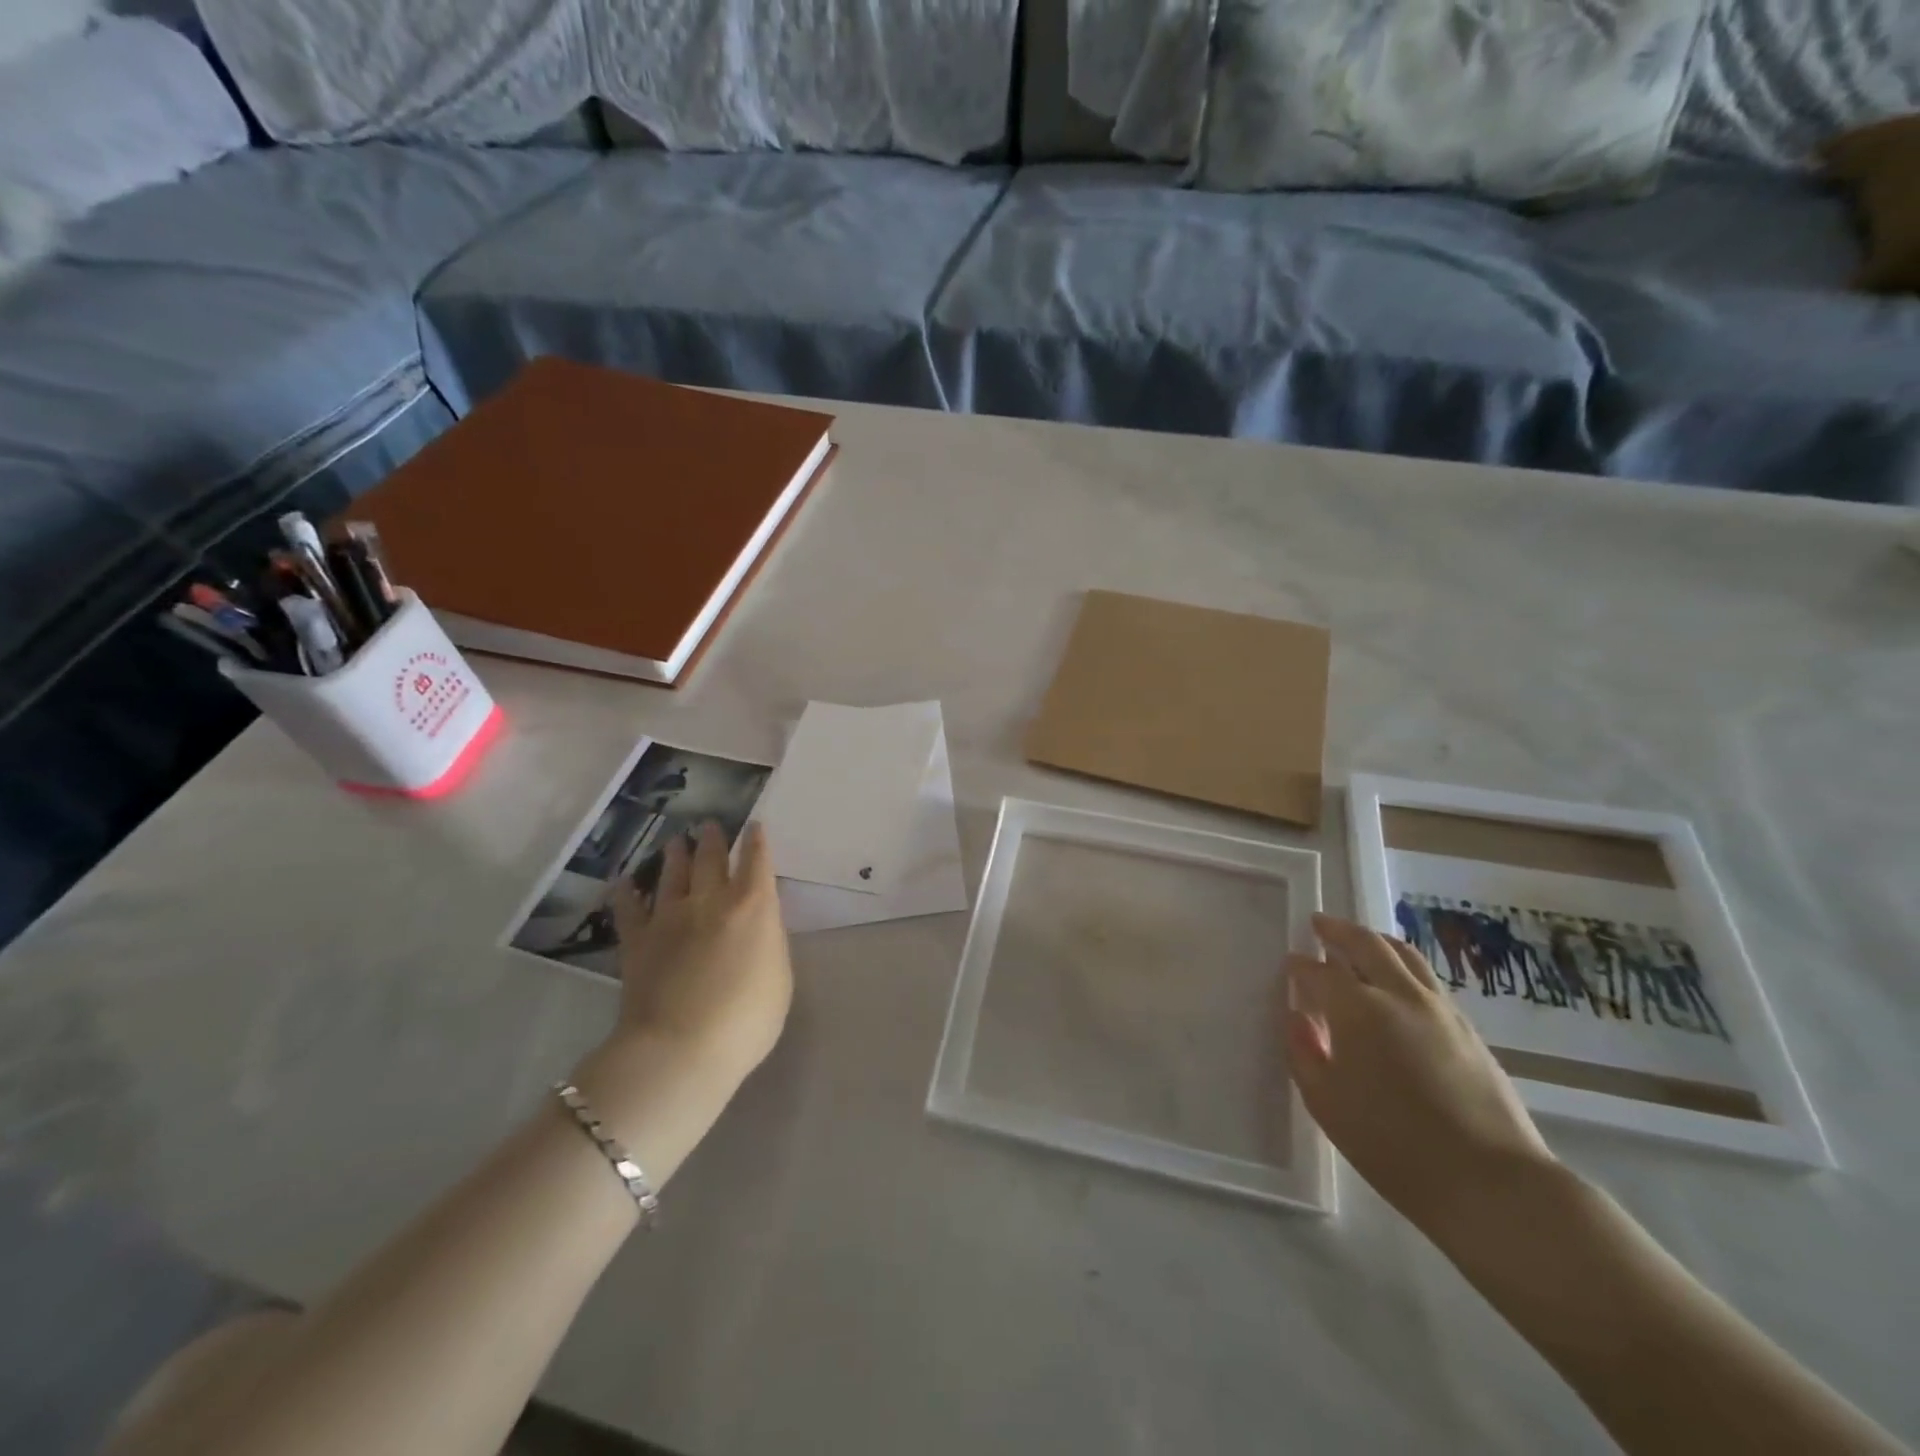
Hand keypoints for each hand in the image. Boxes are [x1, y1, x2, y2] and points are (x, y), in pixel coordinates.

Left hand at [607, 821, 793, 1085]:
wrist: (682, 1048)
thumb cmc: (746, 1019)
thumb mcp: (779, 978)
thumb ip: (769, 942)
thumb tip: (760, 924)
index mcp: (754, 907)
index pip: (757, 861)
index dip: (756, 841)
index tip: (754, 825)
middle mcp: (712, 900)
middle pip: (712, 859)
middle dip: (714, 839)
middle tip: (710, 825)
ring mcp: (670, 917)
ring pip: (673, 874)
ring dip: (676, 855)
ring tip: (676, 841)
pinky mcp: (637, 940)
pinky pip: (629, 908)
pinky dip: (626, 892)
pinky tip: (624, 881)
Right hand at [1286, 914, 1554, 1238]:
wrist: (1491, 1183)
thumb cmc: (1392, 1145)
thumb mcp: (1326, 1104)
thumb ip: (1302, 1052)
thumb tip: (1297, 1018)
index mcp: (1358, 1010)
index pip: (1319, 972)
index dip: (1300, 966)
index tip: (1289, 965)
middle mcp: (1399, 995)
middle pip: (1365, 944)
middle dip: (1337, 930)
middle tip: (1318, 924)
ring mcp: (1439, 1008)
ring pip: (1403, 954)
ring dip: (1374, 940)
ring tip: (1358, 941)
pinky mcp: (1468, 1028)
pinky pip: (1427, 978)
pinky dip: (1402, 965)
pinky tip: (1396, 982)